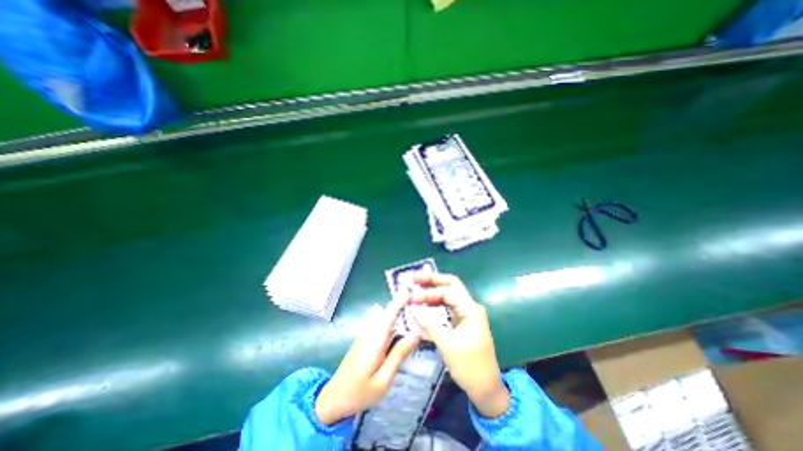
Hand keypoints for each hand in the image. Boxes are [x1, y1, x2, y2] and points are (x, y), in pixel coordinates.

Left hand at [314, 298, 419, 424]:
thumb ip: (399, 354)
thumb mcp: (383, 379)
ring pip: (385, 317)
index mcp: (375, 339)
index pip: (390, 313)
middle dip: (404, 305)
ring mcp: (366, 334)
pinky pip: (382, 324)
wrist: (334, 398)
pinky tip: (403, 328)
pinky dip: (393, 321)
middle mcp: (370, 331)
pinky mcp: (365, 338)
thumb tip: (416, 333)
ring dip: (399, 312)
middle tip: (422, 304)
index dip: (401, 300)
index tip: (413, 289)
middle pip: (389, 312)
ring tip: (416, 314)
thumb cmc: (359, 392)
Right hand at [411, 274, 509, 417]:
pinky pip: (448, 304)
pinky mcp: (463, 320)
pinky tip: (424, 301)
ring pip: (449, 294)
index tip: (413, 297)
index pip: (448, 292)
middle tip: (414, 278)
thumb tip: (414, 309)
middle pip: (450, 285)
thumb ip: (430, 325)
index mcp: (471, 310)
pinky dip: (436, 301)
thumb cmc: (470, 367)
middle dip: (432, 280)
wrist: (486, 388)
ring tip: (416, 286)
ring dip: (432, 289)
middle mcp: (470, 307)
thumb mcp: (448, 346)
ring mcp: (467, 313)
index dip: (429, 292)